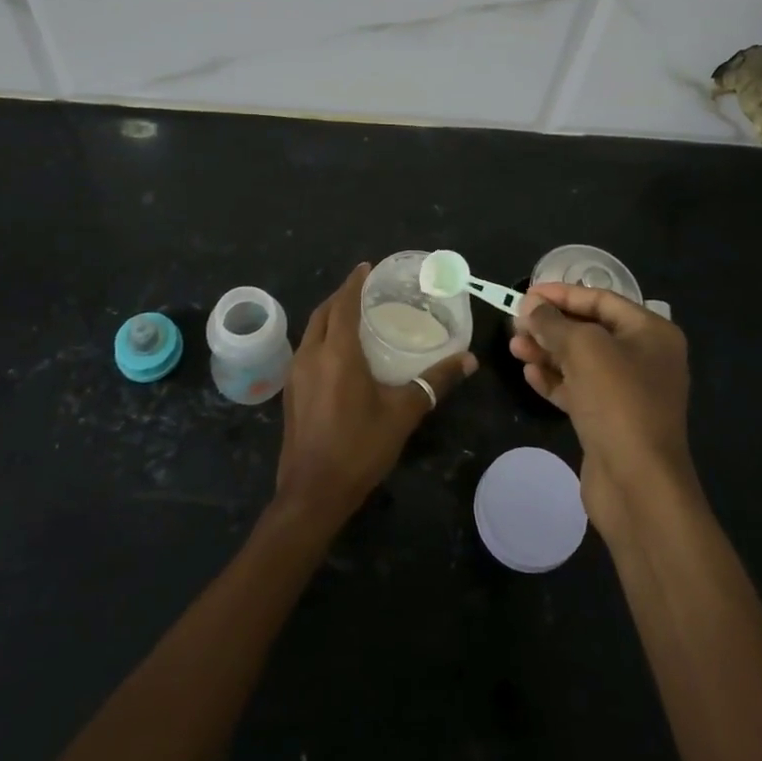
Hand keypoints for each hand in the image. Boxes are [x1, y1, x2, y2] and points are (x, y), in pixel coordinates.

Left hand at [274, 263, 476, 528]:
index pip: (343, 303)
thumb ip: (435, 383)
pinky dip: (322, 336)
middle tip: (365, 290)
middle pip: (323, 312)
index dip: (354, 282)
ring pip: (312, 330)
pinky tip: (338, 352)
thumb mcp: (403, 413)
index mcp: (337, 353)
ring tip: (354, 315)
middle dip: (341, 296)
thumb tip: (469, 361)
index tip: (367, 267)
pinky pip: (307, 349)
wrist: (312, 493)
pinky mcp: (291, 392)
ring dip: (329, 316)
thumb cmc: (359, 448)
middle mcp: (311, 355)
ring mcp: (296, 374)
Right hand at [509, 283, 695, 534]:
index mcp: (650, 332)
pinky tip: (529, 374)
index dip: (562, 293)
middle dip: (551, 326)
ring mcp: (628, 392)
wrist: (638, 485)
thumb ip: (553, 322)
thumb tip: (530, 306)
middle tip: (515, 323)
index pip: (601, 299)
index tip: (526, 294)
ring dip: (547, 352)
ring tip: (514, 347)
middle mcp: (644, 358)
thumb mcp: (583, 349)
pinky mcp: (611, 420)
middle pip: (589, 330)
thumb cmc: (617, 401)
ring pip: (580, 361)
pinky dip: (554, 380)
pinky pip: (579, 390)